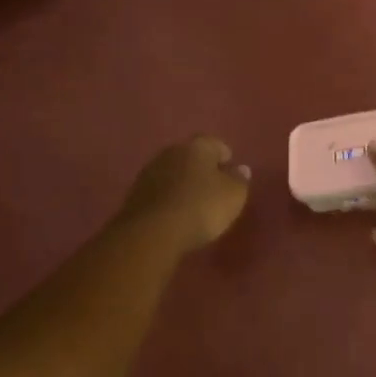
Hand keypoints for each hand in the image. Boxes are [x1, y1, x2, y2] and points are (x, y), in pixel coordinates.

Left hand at [118, 136, 251, 253]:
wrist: (152, 232)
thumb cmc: (201, 208)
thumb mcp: (233, 196)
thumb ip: (239, 180)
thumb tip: (240, 169)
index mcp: (197, 147)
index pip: (215, 144)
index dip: (225, 158)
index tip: (230, 174)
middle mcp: (171, 152)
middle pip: (191, 156)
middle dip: (202, 169)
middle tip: (213, 189)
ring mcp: (149, 171)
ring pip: (173, 173)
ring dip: (182, 184)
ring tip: (193, 204)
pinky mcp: (135, 194)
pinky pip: (159, 191)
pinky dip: (168, 199)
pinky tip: (174, 215)